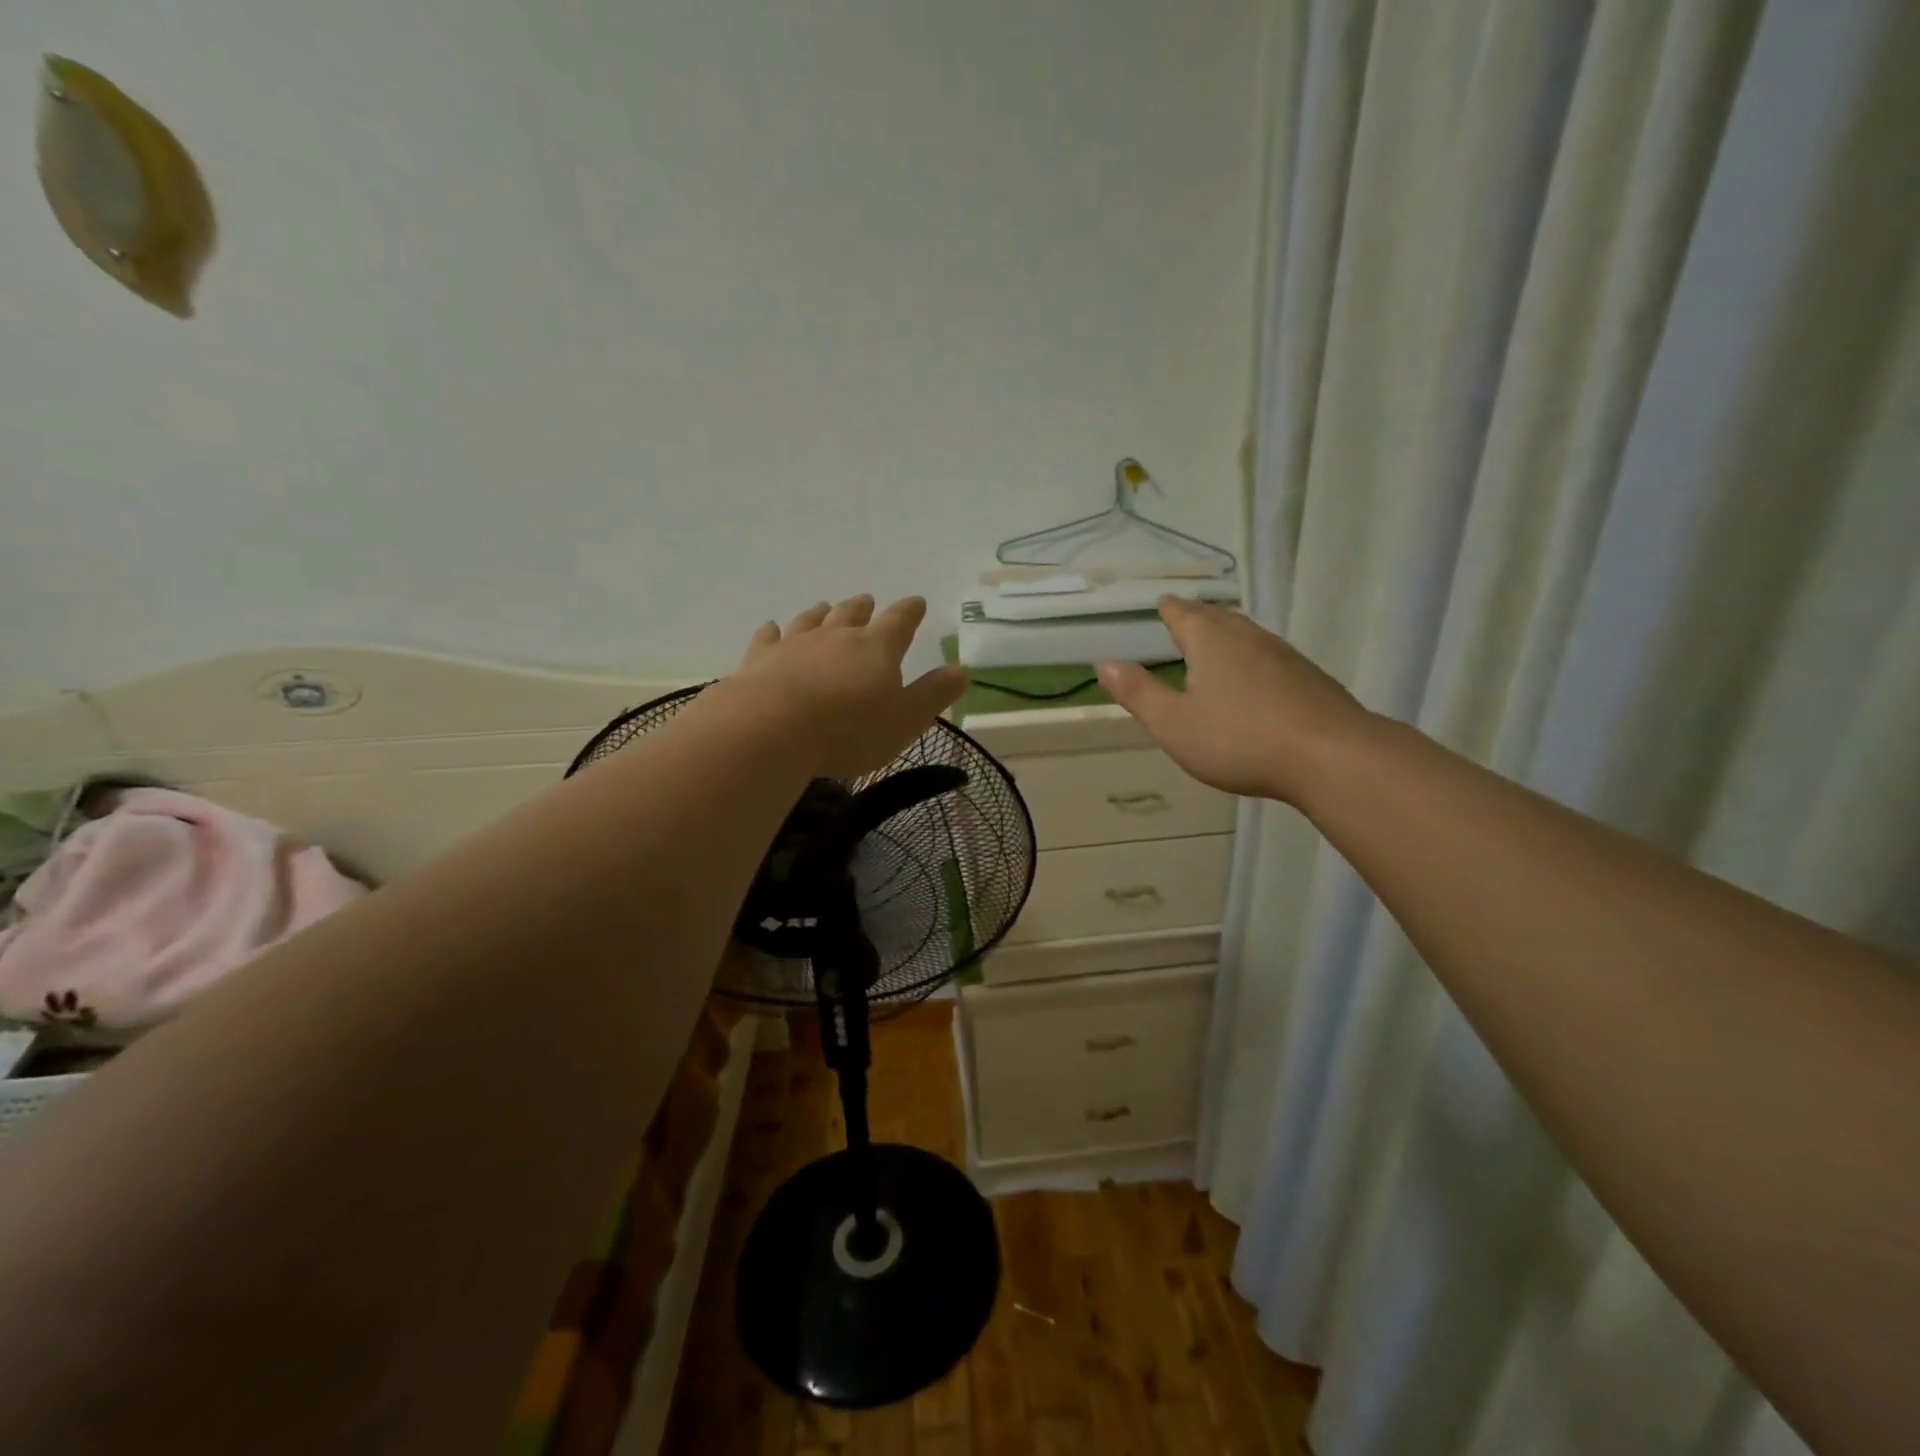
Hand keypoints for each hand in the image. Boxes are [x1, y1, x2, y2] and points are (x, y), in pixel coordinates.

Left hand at [728, 595, 967, 778]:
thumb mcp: (905, 720)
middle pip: (852, 614)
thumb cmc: (849, 730)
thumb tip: (961, 672)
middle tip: (867, 601)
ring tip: (824, 606)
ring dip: (821, 613)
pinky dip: (773, 631)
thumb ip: (933, 695)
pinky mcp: (760, 659)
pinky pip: (769, 638)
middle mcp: (836, 637)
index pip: (900, 621)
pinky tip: (772, 628)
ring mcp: (795, 644)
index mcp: (877, 649)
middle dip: (863, 608)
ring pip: (811, 620)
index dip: (910, 611)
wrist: (773, 729)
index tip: (916, 602)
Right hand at [1097, 599, 1369, 804]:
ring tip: (1217, 641)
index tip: (1161, 604)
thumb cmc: (1239, 739)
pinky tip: (1257, 676)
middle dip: (1198, 616)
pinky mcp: (1309, 677)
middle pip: (1218, 617)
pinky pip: (1271, 655)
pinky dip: (1253, 657)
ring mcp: (1284, 655)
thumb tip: (1104, 663)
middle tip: (1184, 617)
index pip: (1183, 614)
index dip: (1169, 609)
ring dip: (1228, 633)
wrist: (1330, 756)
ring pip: (1248, 633)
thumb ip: (1139, 693)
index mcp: (1210, 642)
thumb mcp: (1174, 724)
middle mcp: (1248, 637)